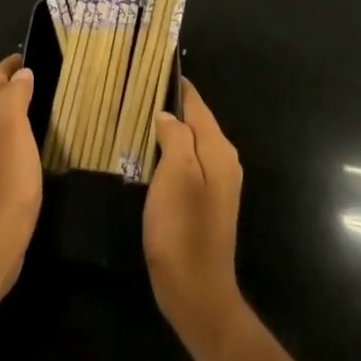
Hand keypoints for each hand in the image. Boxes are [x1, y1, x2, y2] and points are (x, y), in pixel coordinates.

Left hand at [0, 55, 42, 302]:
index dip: (7, 66)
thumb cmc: (4, 178)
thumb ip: (14, 96)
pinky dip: (6, 130)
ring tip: (27, 103)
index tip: (25, 56)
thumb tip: (21, 74)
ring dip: (2, 105)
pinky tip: (21, 142)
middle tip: (27, 76)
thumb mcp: (11, 128)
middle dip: (1, 82)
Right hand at [144, 79, 248, 360]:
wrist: (196, 292)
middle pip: (196, 122)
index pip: (197, 104)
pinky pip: (188, 165)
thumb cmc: (183, 229)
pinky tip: (149, 156)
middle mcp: (224, 161)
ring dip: (168, 131)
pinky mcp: (207, 203)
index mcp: (219, 150)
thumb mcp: (176, 175)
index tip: (151, 68)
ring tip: (138, 118)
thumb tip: (167, 114)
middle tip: (136, 92)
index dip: (176, 86)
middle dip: (170, 106)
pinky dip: (170, 154)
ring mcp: (218, 184)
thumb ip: (176, 136)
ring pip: (191, 144)